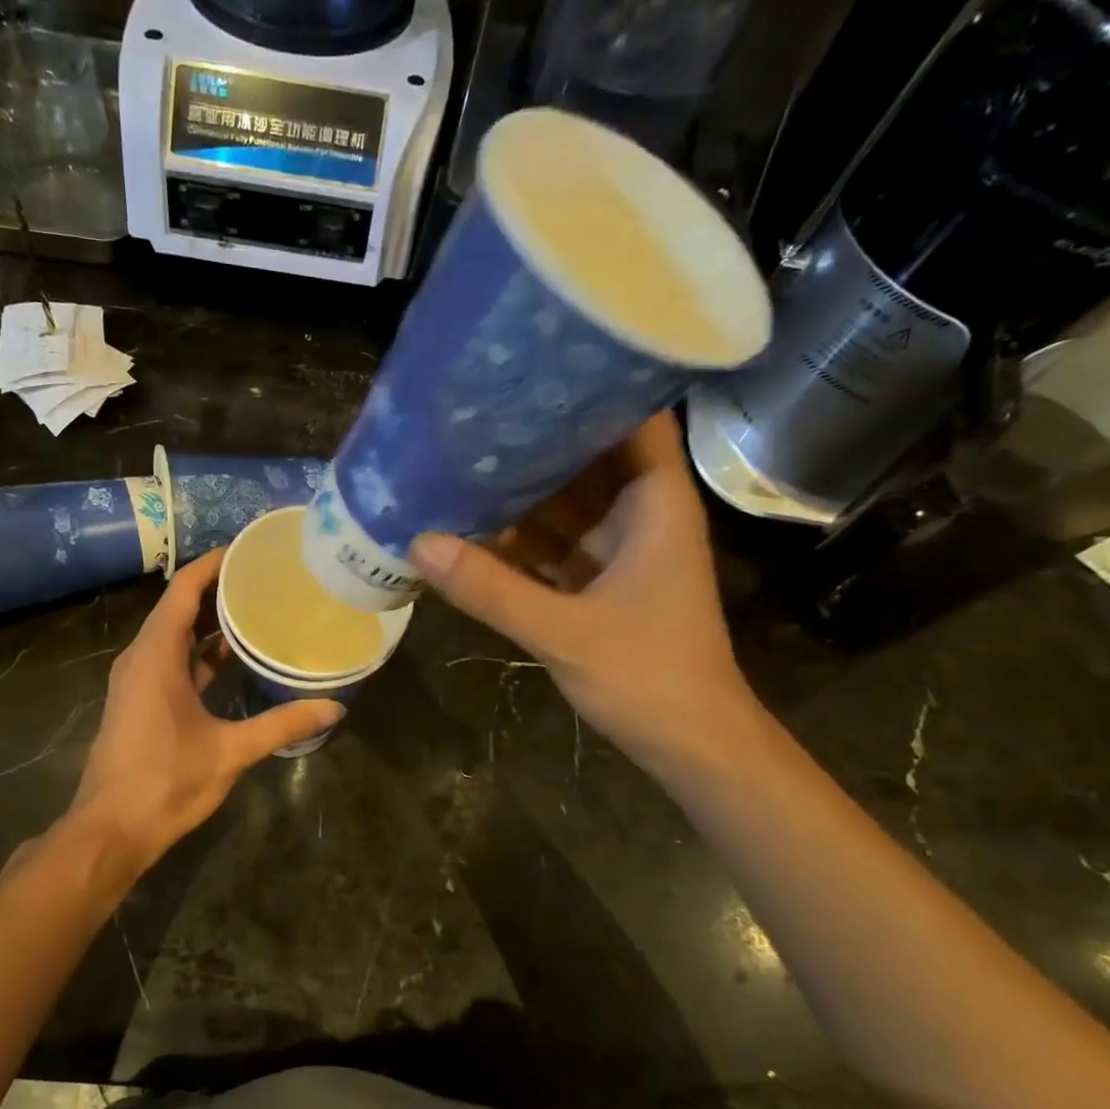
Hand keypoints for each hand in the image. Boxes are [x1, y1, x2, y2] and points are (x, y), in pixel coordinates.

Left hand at [69, 548, 342, 871]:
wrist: (109, 831)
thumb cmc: (164, 782)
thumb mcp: (230, 751)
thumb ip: (282, 725)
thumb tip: (334, 707)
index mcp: (155, 656)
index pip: (182, 590)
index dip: (212, 564)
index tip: (248, 549)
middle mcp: (141, 658)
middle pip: (178, 607)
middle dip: (218, 588)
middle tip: (265, 577)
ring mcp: (138, 680)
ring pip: (175, 635)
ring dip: (210, 621)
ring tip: (256, 607)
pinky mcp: (141, 701)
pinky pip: (172, 659)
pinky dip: (201, 651)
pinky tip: (234, 656)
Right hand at [410, 413, 759, 773]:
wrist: (691, 745)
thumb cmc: (649, 677)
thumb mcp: (564, 632)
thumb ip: (492, 590)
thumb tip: (418, 544)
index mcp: (655, 503)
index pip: (633, 417)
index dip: (590, 383)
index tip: (531, 363)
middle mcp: (639, 513)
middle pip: (587, 455)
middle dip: (534, 435)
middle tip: (471, 408)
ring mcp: (618, 548)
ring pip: (565, 501)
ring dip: (520, 487)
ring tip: (458, 456)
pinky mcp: (598, 581)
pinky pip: (553, 543)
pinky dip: (518, 536)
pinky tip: (471, 523)